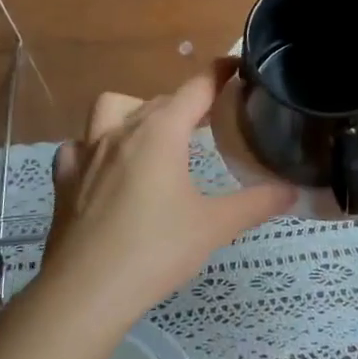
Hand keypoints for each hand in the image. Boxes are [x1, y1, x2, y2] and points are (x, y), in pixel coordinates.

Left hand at [35, 64, 293, 332]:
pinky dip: (94, 146)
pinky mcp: (64, 178)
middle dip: (185, 103)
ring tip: (152, 135)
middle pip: (158, 100)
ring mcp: (87, 152)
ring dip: (134, 110)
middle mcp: (122, 131)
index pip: (196, 88)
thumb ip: (255, 204)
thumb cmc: (155, 252)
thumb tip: (293, 191)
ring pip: (111, 108)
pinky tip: (105, 167)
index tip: (235, 66)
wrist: (84, 292)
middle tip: (207, 121)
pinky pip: (78, 146)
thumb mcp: (214, 227)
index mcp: (161, 133)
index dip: (219, 74)